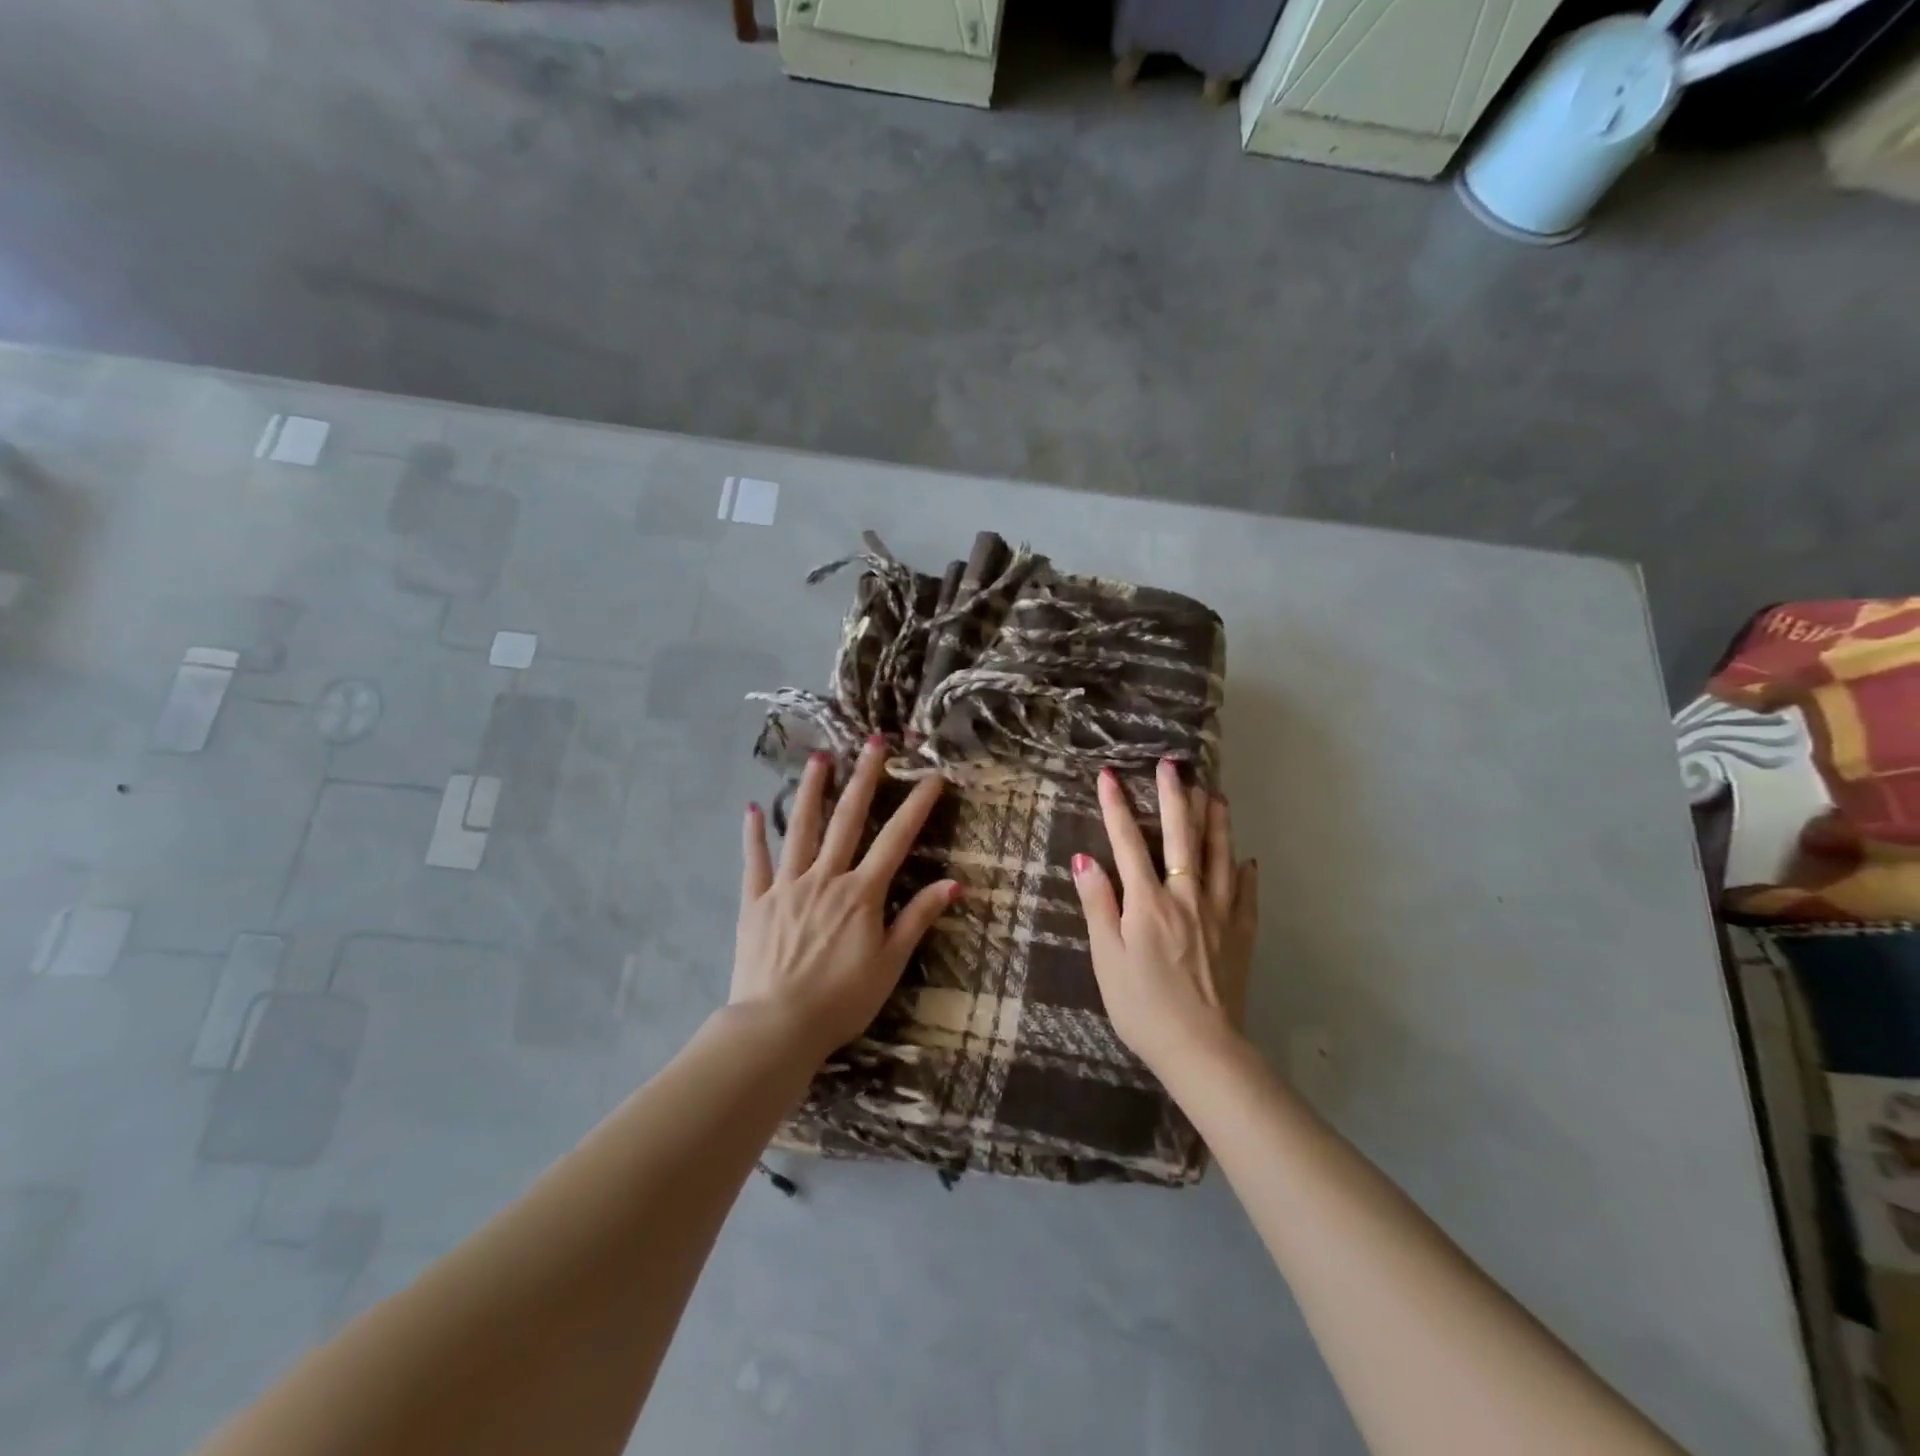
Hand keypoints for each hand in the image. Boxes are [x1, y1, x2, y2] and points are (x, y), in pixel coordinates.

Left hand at [734, 737, 958, 1057]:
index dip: (917, 805)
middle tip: (873, 742)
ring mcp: (787, 886)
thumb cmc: (842, 999)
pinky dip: (753, 834)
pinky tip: (753, 808)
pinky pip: (754, 862)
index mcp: (861, 893)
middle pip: (848, 819)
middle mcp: (825, 878)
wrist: (777, 1026)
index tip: (933, 775)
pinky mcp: (756, 902)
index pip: (896, 839)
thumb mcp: (891, 963)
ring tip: (820, 758)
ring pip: (800, 828)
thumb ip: (918, 918)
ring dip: (812, 790)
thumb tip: (954, 884)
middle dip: (865, 778)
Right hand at [1071, 759, 1257, 1077]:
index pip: (1128, 842)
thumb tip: (1084, 859)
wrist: (1202, 1049)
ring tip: (1214, 792)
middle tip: (1173, 764)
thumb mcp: (1107, 959)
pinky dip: (1244, 871)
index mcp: (1148, 902)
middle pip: (1181, 836)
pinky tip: (1246, 858)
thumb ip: (1098, 906)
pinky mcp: (1241, 933)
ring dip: (1215, 820)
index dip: (1116, 806)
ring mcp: (1220, 913)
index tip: (1109, 774)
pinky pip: (1246, 893)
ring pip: (1219, 855)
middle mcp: (1186, 897)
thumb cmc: (1143, 1007)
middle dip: (1175, 796)